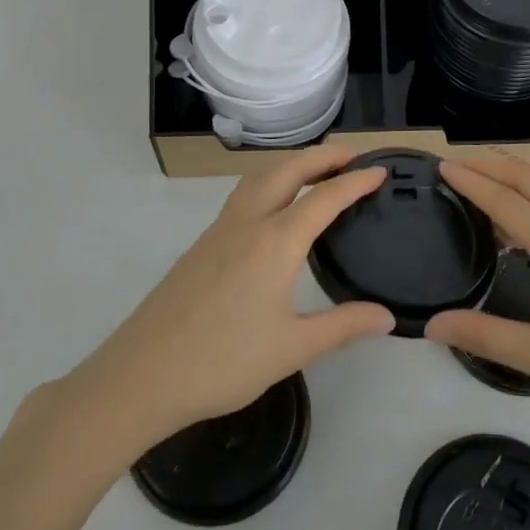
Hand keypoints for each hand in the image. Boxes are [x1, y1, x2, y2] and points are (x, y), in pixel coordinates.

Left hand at [64, 144, 393, 454]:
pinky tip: (274, 207)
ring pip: (260, 177)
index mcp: (275, 242)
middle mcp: (248, 223)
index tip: (381, 170)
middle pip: (288, 170)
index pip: (325, 198)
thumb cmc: (223, 362)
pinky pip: (243, 194)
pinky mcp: (202, 244)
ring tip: (316, 170)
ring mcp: (220, 230)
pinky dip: (269, 182)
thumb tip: (387, 317)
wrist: (142, 374)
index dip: (356, 181)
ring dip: (292, 164)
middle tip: (353, 154)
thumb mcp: (293, 348)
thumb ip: (343, 326)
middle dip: (323, 156)